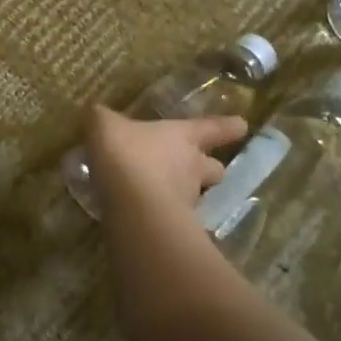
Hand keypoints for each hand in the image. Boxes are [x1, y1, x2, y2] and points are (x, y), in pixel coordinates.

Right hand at [84, 107, 247, 220]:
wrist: (133, 206)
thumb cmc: (127, 154)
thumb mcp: (105, 126)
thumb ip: (102, 119)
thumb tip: (97, 112)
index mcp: (182, 137)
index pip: (213, 128)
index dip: (228, 126)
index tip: (243, 125)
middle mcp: (192, 168)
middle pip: (214, 169)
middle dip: (211, 169)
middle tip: (204, 169)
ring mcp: (186, 201)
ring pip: (197, 197)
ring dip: (187, 195)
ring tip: (167, 195)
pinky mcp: (174, 228)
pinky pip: (173, 218)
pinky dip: (165, 217)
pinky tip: (146, 216)